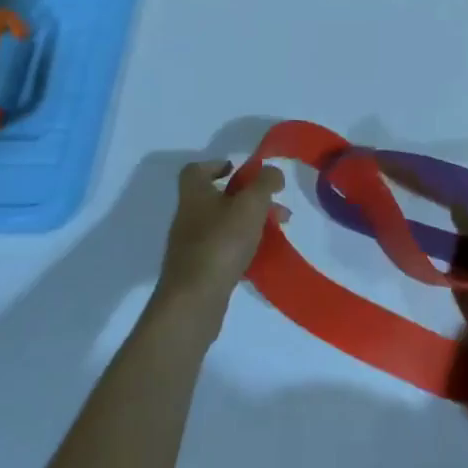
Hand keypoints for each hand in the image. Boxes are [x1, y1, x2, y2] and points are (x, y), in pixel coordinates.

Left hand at [156, 160, 286, 316]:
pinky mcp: (198, 272)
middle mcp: (188, 217)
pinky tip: (261, 255)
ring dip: (250, 223)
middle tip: (274, 204)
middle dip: (249, 198)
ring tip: (278, 230)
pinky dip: (243, 247)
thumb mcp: (251, 204)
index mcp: (195, 195)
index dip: (216, 165)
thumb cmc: (221, 243)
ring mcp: (191, 247)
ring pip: (224, 225)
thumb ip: (265, 182)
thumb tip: (272, 172)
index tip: (239, 170)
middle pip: (217, 198)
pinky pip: (223, 250)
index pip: (195, 170)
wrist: (193, 302)